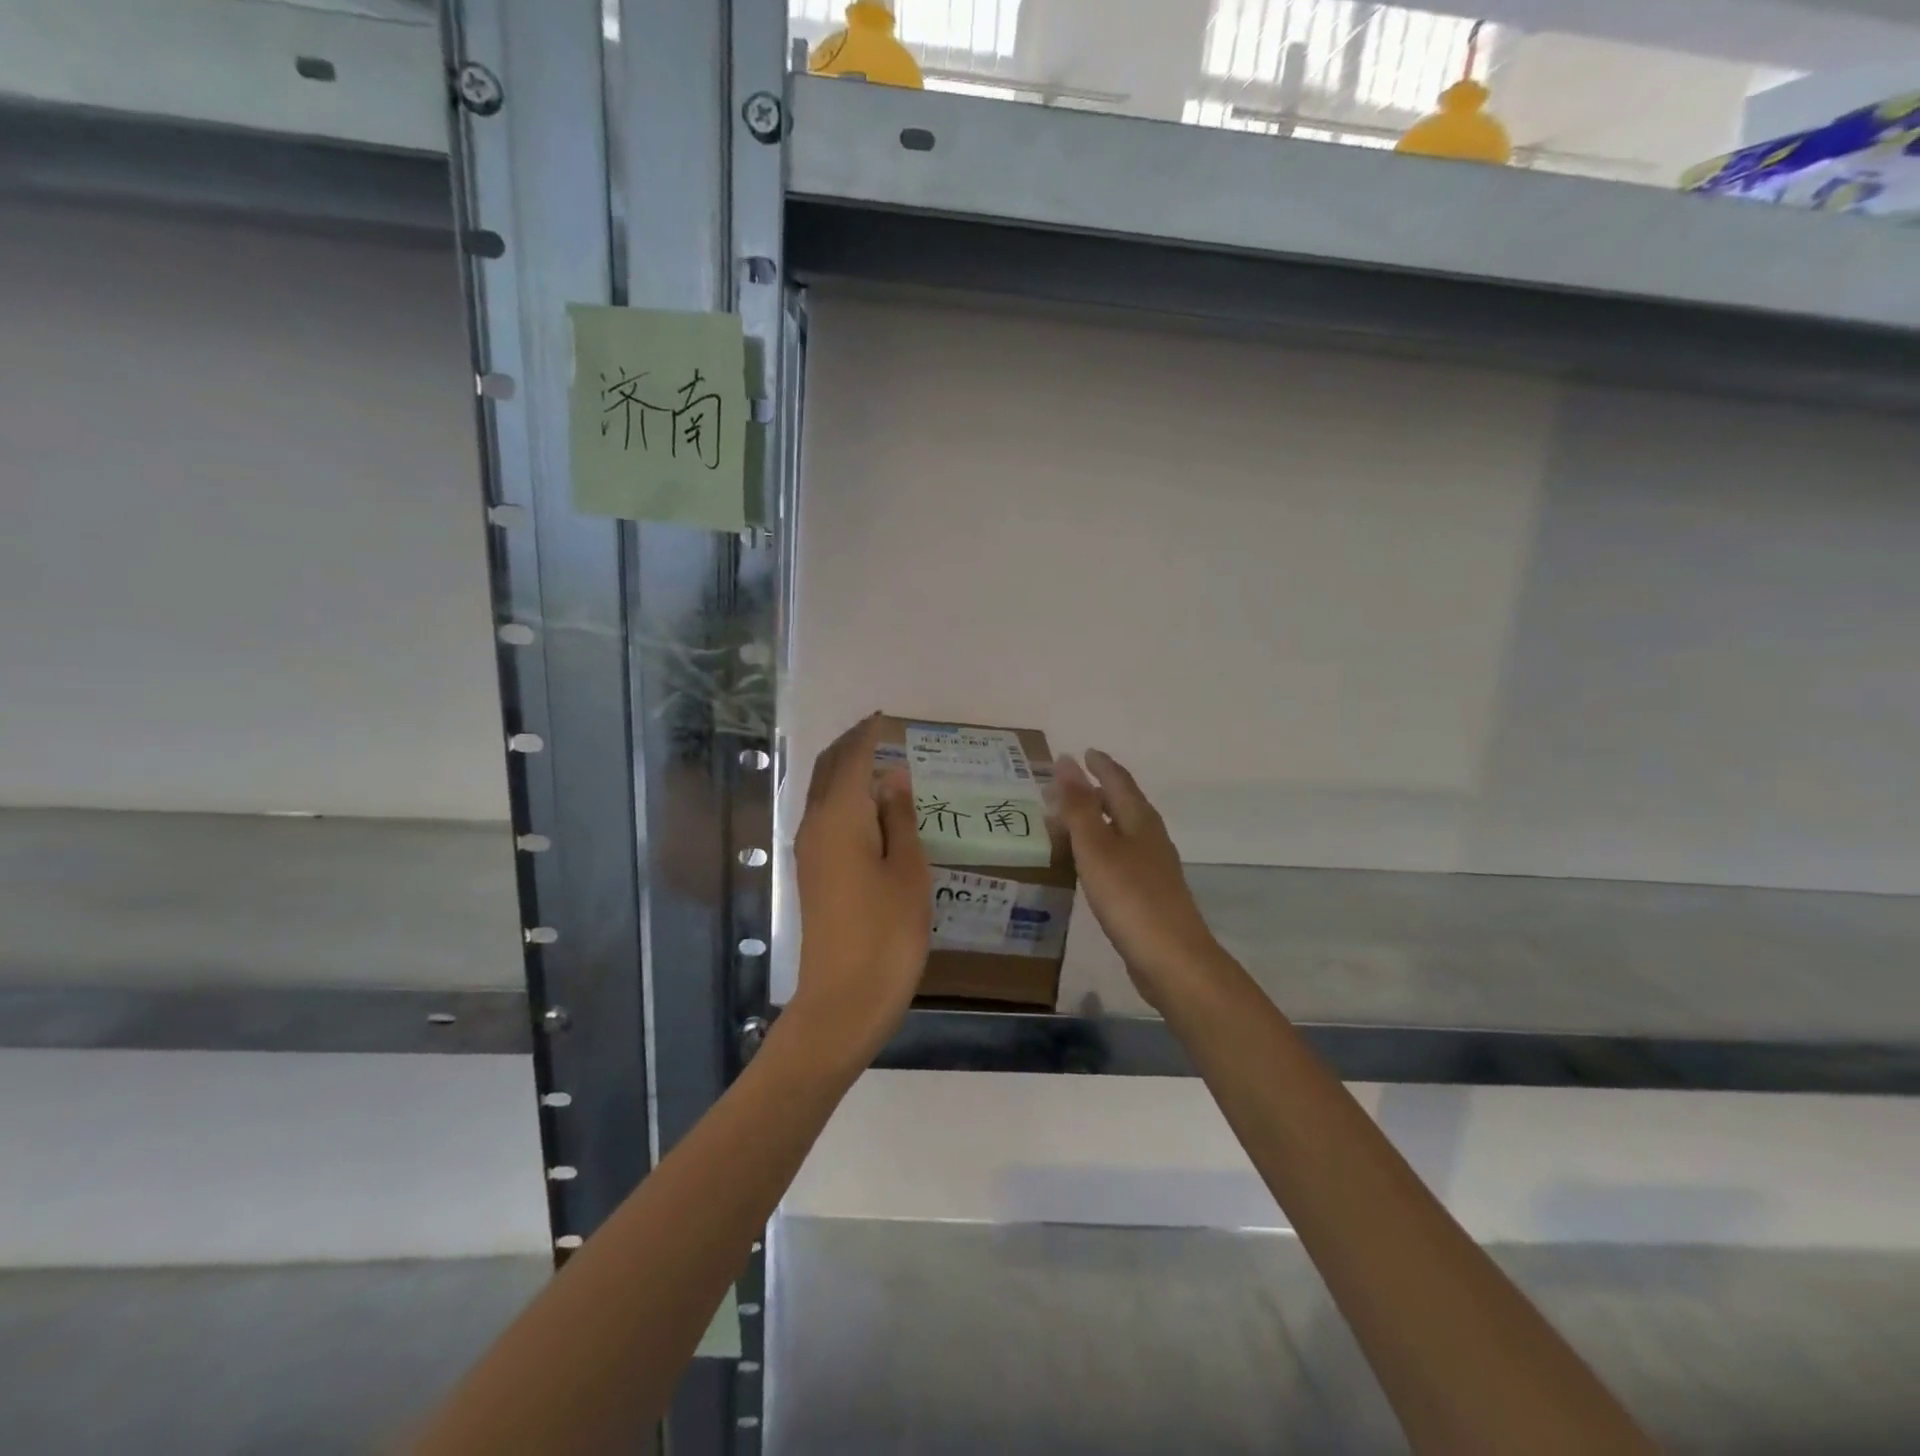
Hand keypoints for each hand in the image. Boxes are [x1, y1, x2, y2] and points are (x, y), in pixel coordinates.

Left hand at [790, 715, 931, 1061]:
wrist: (844, 1000)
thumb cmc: (887, 931)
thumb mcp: (908, 870)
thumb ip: (899, 818)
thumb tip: (893, 776)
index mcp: (839, 817)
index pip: (849, 759)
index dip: (865, 735)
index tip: (884, 718)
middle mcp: (815, 827)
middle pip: (827, 772)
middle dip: (850, 748)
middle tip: (880, 735)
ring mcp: (809, 853)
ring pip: (824, 797)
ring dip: (846, 775)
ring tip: (882, 767)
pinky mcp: (813, 876)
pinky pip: (827, 820)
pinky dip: (846, 802)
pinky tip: (872, 813)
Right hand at [1052, 750, 1224, 1012]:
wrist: (1172, 960)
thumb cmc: (1130, 898)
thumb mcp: (1096, 847)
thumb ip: (1079, 806)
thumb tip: (1066, 760)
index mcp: (1140, 820)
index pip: (1118, 781)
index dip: (1100, 765)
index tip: (1082, 752)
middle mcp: (1150, 838)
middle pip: (1123, 804)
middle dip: (1096, 791)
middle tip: (1066, 786)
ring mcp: (1153, 868)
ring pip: (1122, 831)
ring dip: (1097, 820)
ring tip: (1069, 821)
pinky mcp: (1149, 894)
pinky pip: (1120, 857)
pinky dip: (1100, 848)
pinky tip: (1088, 864)